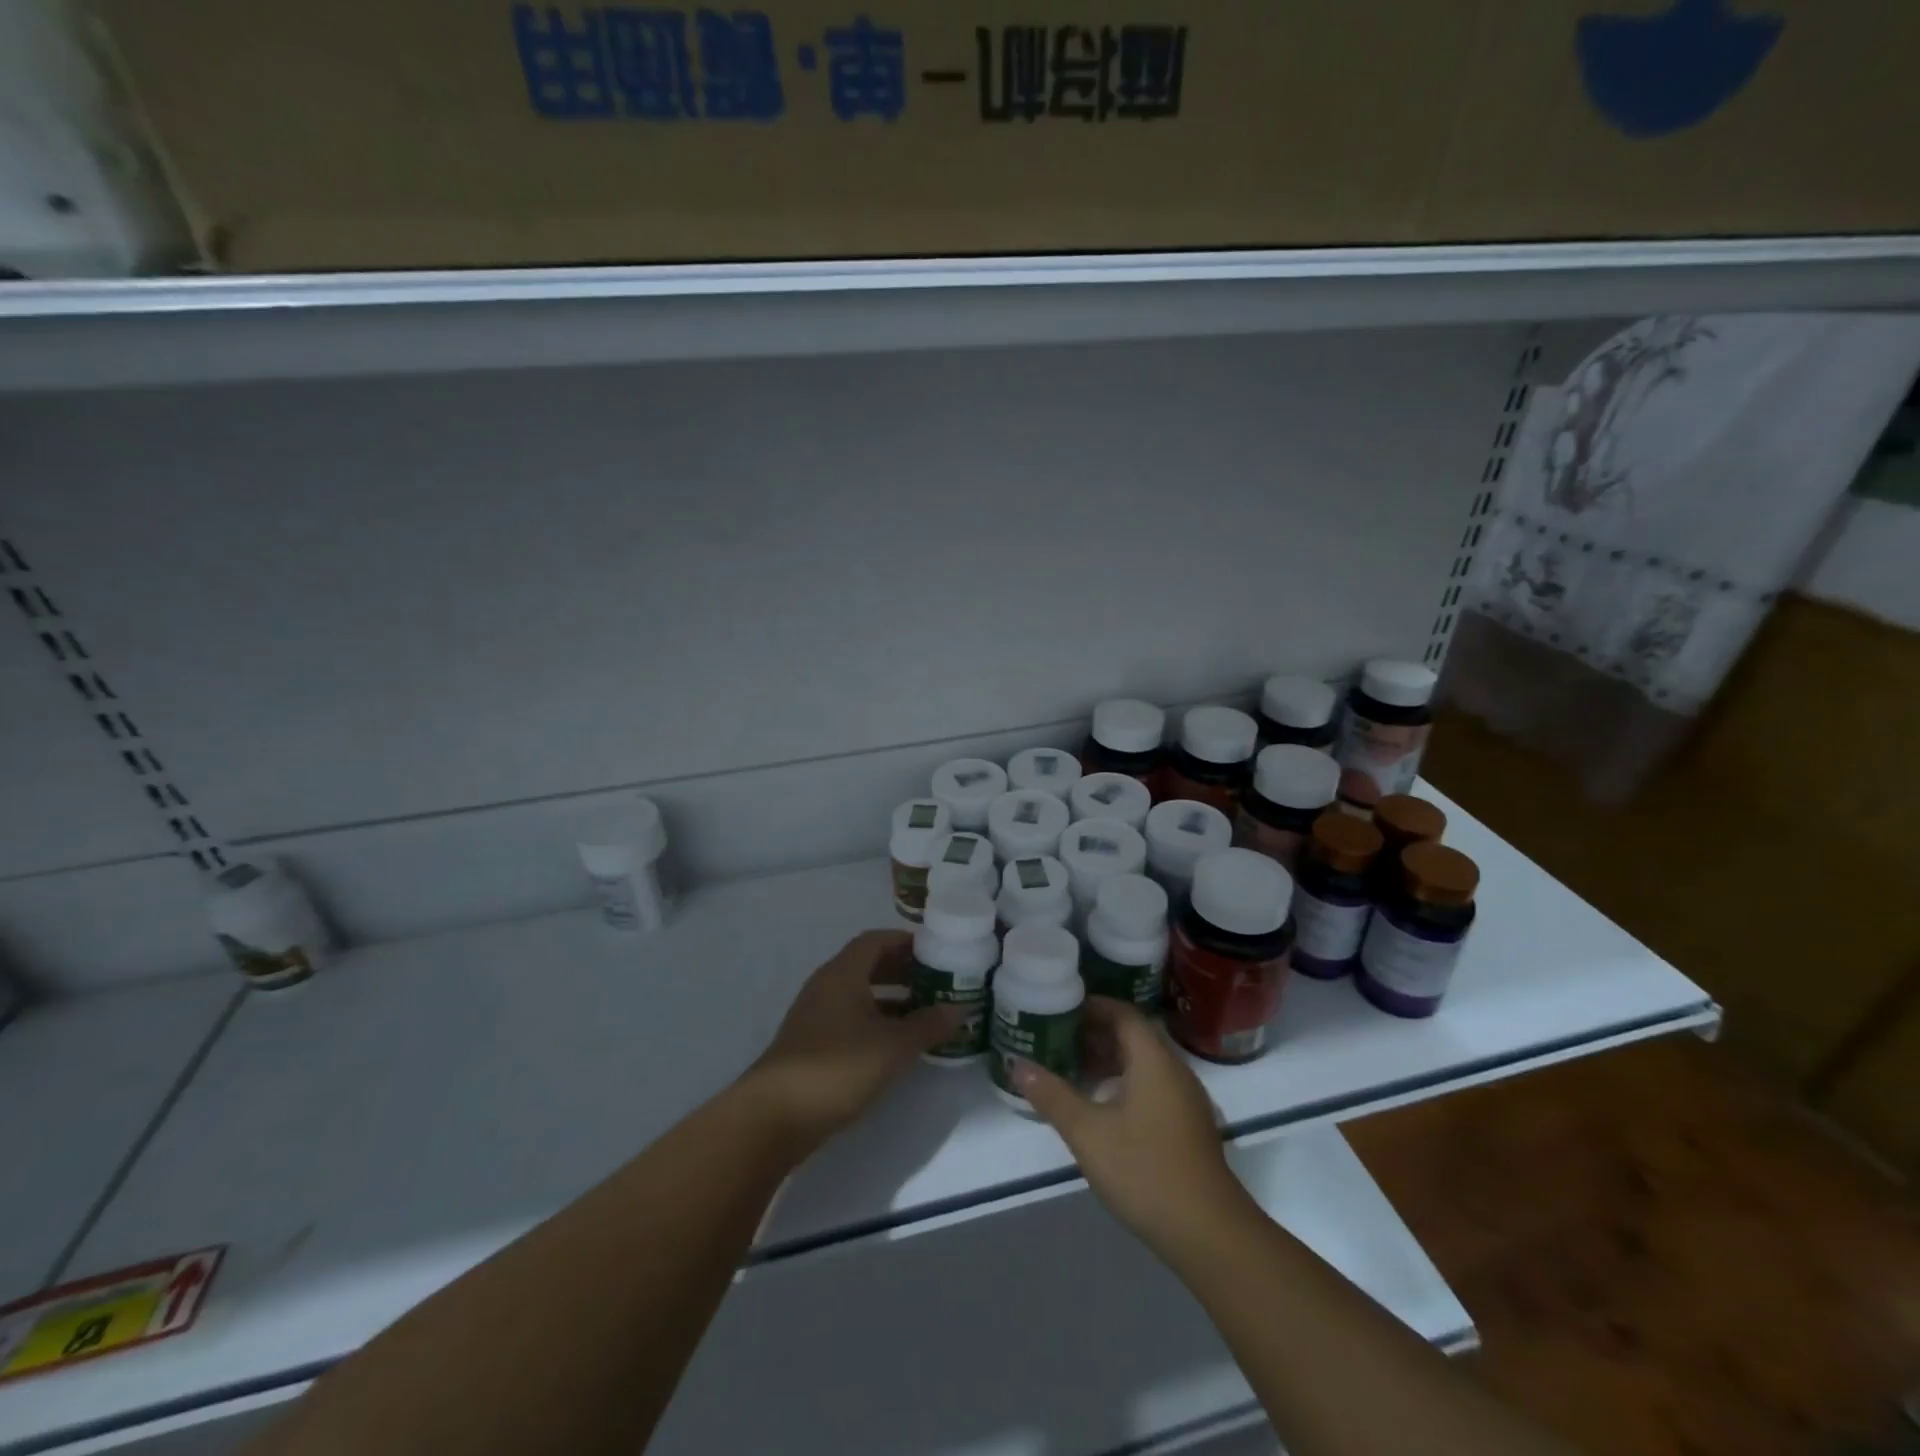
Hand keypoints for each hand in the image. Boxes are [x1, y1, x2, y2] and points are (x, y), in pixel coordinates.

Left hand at [740, 930, 961, 1152]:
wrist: (775, 1116)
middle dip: (903, 971)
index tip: (936, 952)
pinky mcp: (812, 1044)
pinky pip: (851, 1019)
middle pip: (868, 965)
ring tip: (925, 1015)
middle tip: (938, 983)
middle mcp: (827, 985)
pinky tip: (897, 1045)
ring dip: (892, 1000)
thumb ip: (928, 1025)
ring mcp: (816, 1015)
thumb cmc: (838, 1067)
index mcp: (843, 973)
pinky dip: (876, 1022)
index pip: (876, 940)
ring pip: (860, 995)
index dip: (906, 942)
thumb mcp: (893, 1046)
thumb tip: (960, 1009)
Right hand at [1012, 998, 1253, 1252]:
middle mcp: (1174, 1070)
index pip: (1122, 1013)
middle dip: (1095, 1033)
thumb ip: (1052, 1095)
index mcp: (1153, 1060)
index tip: (1060, 1008)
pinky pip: (1152, 1086)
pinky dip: (1124, 1083)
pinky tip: (1101, 1106)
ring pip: (1143, 1063)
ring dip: (1109, 1060)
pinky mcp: (1188, 1126)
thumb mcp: (1088, 1132)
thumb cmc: (1145, 1170)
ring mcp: (1185, 1100)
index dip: (1092, 1006)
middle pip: (1133, 1036)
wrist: (1209, 1233)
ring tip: (1072, 1069)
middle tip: (1057, 1038)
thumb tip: (1016, 1064)